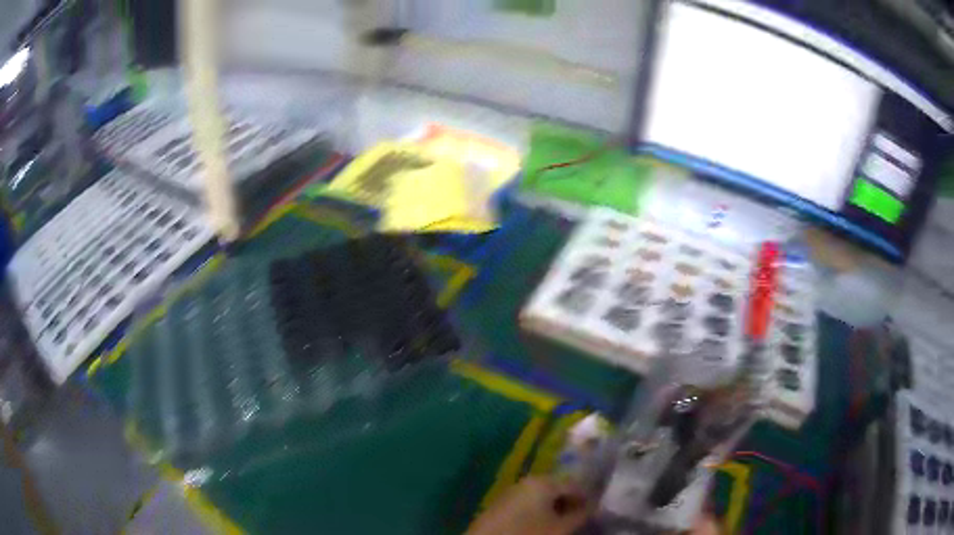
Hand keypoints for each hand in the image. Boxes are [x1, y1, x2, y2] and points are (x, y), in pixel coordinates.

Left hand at [466, 476, 591, 534]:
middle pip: (555, 490)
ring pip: (539, 498)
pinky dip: (536, 514)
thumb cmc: (529, 534)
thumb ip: (580, 515)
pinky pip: (524, 505)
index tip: (593, 513)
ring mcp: (510, 493)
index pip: (574, 485)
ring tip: (558, 526)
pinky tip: (538, 527)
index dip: (586, 499)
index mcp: (543, 482)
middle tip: (576, 521)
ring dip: (552, 510)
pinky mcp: (499, 506)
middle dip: (568, 504)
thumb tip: (592, 508)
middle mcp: (525, 482)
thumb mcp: (561, 528)